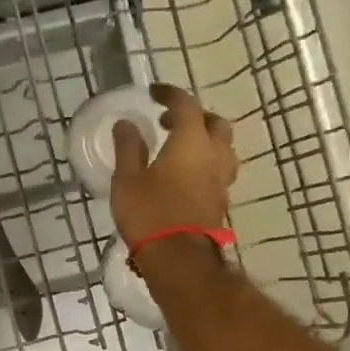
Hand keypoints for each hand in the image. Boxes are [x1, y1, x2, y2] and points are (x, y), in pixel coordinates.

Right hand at [110, 83, 237, 247]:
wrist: (178, 258)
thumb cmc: (149, 213)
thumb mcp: (127, 179)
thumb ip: (129, 148)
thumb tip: (127, 124)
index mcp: (191, 141)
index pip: (186, 105)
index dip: (170, 94)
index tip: (154, 93)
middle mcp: (213, 154)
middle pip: (214, 123)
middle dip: (194, 116)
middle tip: (170, 121)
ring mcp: (221, 179)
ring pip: (222, 147)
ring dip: (205, 140)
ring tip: (181, 147)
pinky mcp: (220, 200)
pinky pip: (218, 169)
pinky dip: (205, 162)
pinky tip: (185, 174)